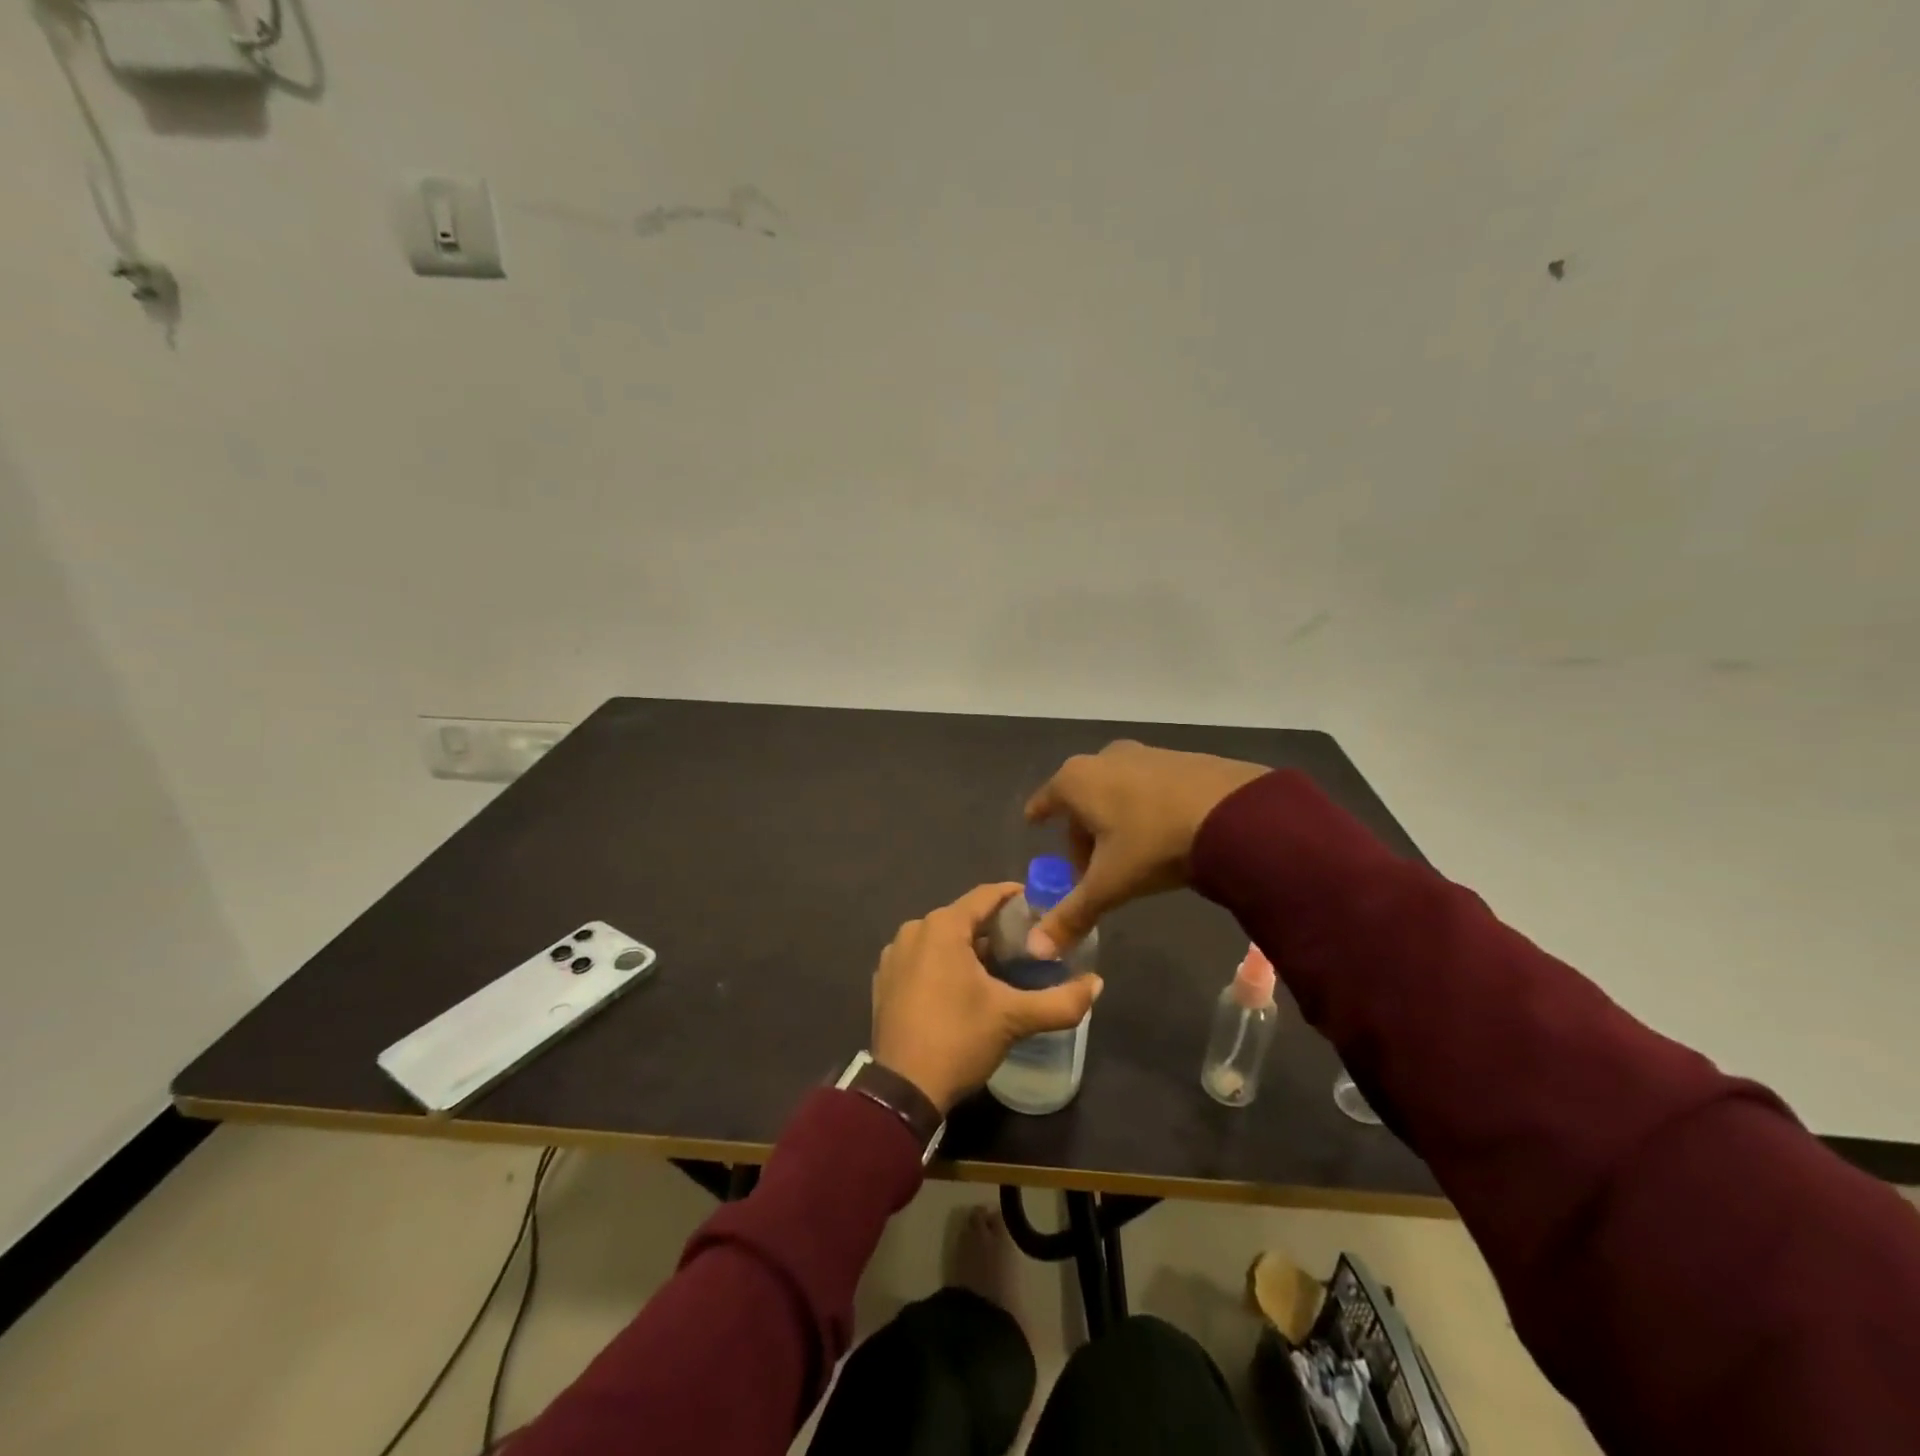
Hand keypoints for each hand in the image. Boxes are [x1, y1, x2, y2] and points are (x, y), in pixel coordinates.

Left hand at [871, 882, 1103, 1113]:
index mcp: (943, 926)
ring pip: (941, 939)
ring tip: (998, 967)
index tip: (1038, 906)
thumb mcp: (1015, 1019)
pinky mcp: (884, 981)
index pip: (986, 896)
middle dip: (994, 927)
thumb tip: (1098, 984)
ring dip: (968, 947)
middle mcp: (914, 930)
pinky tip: (961, 988)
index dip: (1014, 897)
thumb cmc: (959, 1039)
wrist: (902, 1091)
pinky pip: (921, 959)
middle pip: (963, 917)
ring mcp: (893, 955)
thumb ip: (1061, 1001)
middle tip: (1025, 945)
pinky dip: (942, 964)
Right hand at [1023, 740, 1268, 955]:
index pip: (1046, 799)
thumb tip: (1035, 949)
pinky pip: (1150, 786)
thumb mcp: (1110, 884)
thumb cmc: (1155, 844)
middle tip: (1091, 867)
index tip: (1033, 821)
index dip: (1039, 813)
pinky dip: (1146, 807)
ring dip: (1115, 818)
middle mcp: (1106, 758)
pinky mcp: (1182, 758)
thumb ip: (1072, 915)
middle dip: (1082, 830)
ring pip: (1116, 789)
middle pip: (1082, 798)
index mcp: (1077, 781)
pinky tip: (1164, 833)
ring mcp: (1146, 754)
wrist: (1236, 813)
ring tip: (1131, 853)